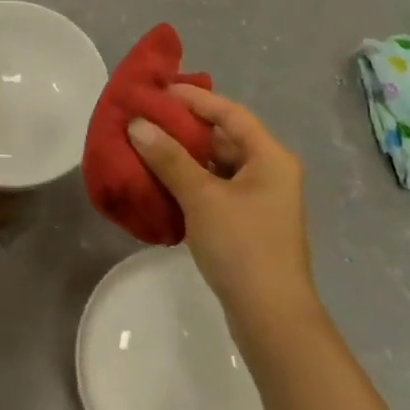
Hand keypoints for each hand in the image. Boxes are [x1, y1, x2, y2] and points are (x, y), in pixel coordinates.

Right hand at [127, 85, 316, 326]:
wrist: (271, 319)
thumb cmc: (242, 247)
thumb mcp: (202, 198)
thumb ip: (169, 158)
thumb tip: (137, 124)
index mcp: (269, 157)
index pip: (229, 113)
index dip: (194, 99)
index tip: (158, 90)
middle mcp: (269, 172)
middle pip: (223, 138)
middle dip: (184, 128)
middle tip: (144, 119)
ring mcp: (259, 200)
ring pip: (216, 166)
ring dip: (183, 157)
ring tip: (144, 147)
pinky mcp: (246, 225)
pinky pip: (214, 190)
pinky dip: (189, 183)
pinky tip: (160, 183)